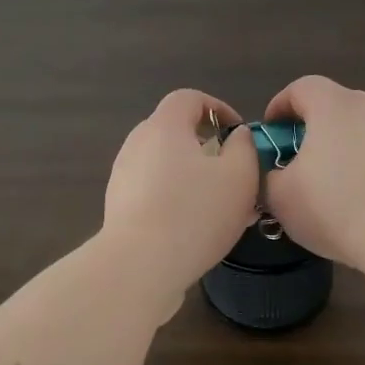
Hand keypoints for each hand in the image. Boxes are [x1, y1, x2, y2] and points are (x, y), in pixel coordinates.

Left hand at [103, 89, 262, 312]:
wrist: (139, 265)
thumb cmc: (195, 213)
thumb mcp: (239, 175)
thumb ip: (244, 147)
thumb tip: (236, 136)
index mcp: (164, 126)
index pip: (189, 98)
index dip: (218, 108)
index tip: (238, 133)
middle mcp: (137, 144)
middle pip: (175, 132)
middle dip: (207, 147)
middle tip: (234, 172)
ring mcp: (123, 177)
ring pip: (166, 166)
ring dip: (194, 178)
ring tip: (222, 207)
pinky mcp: (119, 208)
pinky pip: (155, 193)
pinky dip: (177, 200)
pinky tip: (198, 229)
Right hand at [261, 76, 364, 273]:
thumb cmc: (332, 206)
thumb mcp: (278, 195)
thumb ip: (265, 172)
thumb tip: (273, 170)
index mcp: (331, 104)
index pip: (299, 88)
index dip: (279, 108)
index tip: (269, 136)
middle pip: (328, 105)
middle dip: (306, 128)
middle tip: (291, 160)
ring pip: (352, 127)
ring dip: (333, 146)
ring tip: (321, 181)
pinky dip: (357, 161)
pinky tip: (351, 194)